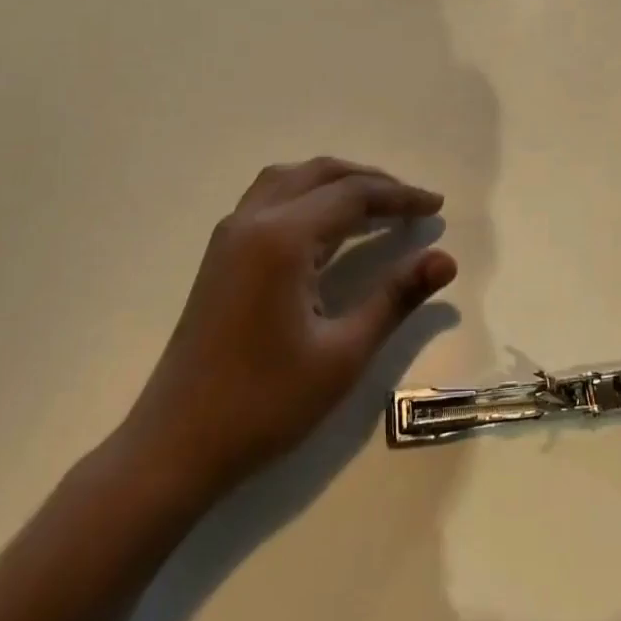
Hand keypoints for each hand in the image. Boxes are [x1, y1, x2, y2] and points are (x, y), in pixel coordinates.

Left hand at [124, 157, 456, 494]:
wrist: (175, 446)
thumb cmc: (264, 403)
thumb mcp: (343, 354)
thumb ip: (395, 297)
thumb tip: (445, 259)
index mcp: (283, 238)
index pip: (353, 194)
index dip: (400, 196)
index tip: (436, 206)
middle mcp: (253, 221)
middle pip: (320, 174)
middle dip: (371, 181)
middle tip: (411, 202)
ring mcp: (230, 235)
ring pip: (290, 179)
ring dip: (335, 181)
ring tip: (373, 204)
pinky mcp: (220, 255)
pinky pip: (270, 198)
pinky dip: (307, 194)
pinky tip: (325, 226)